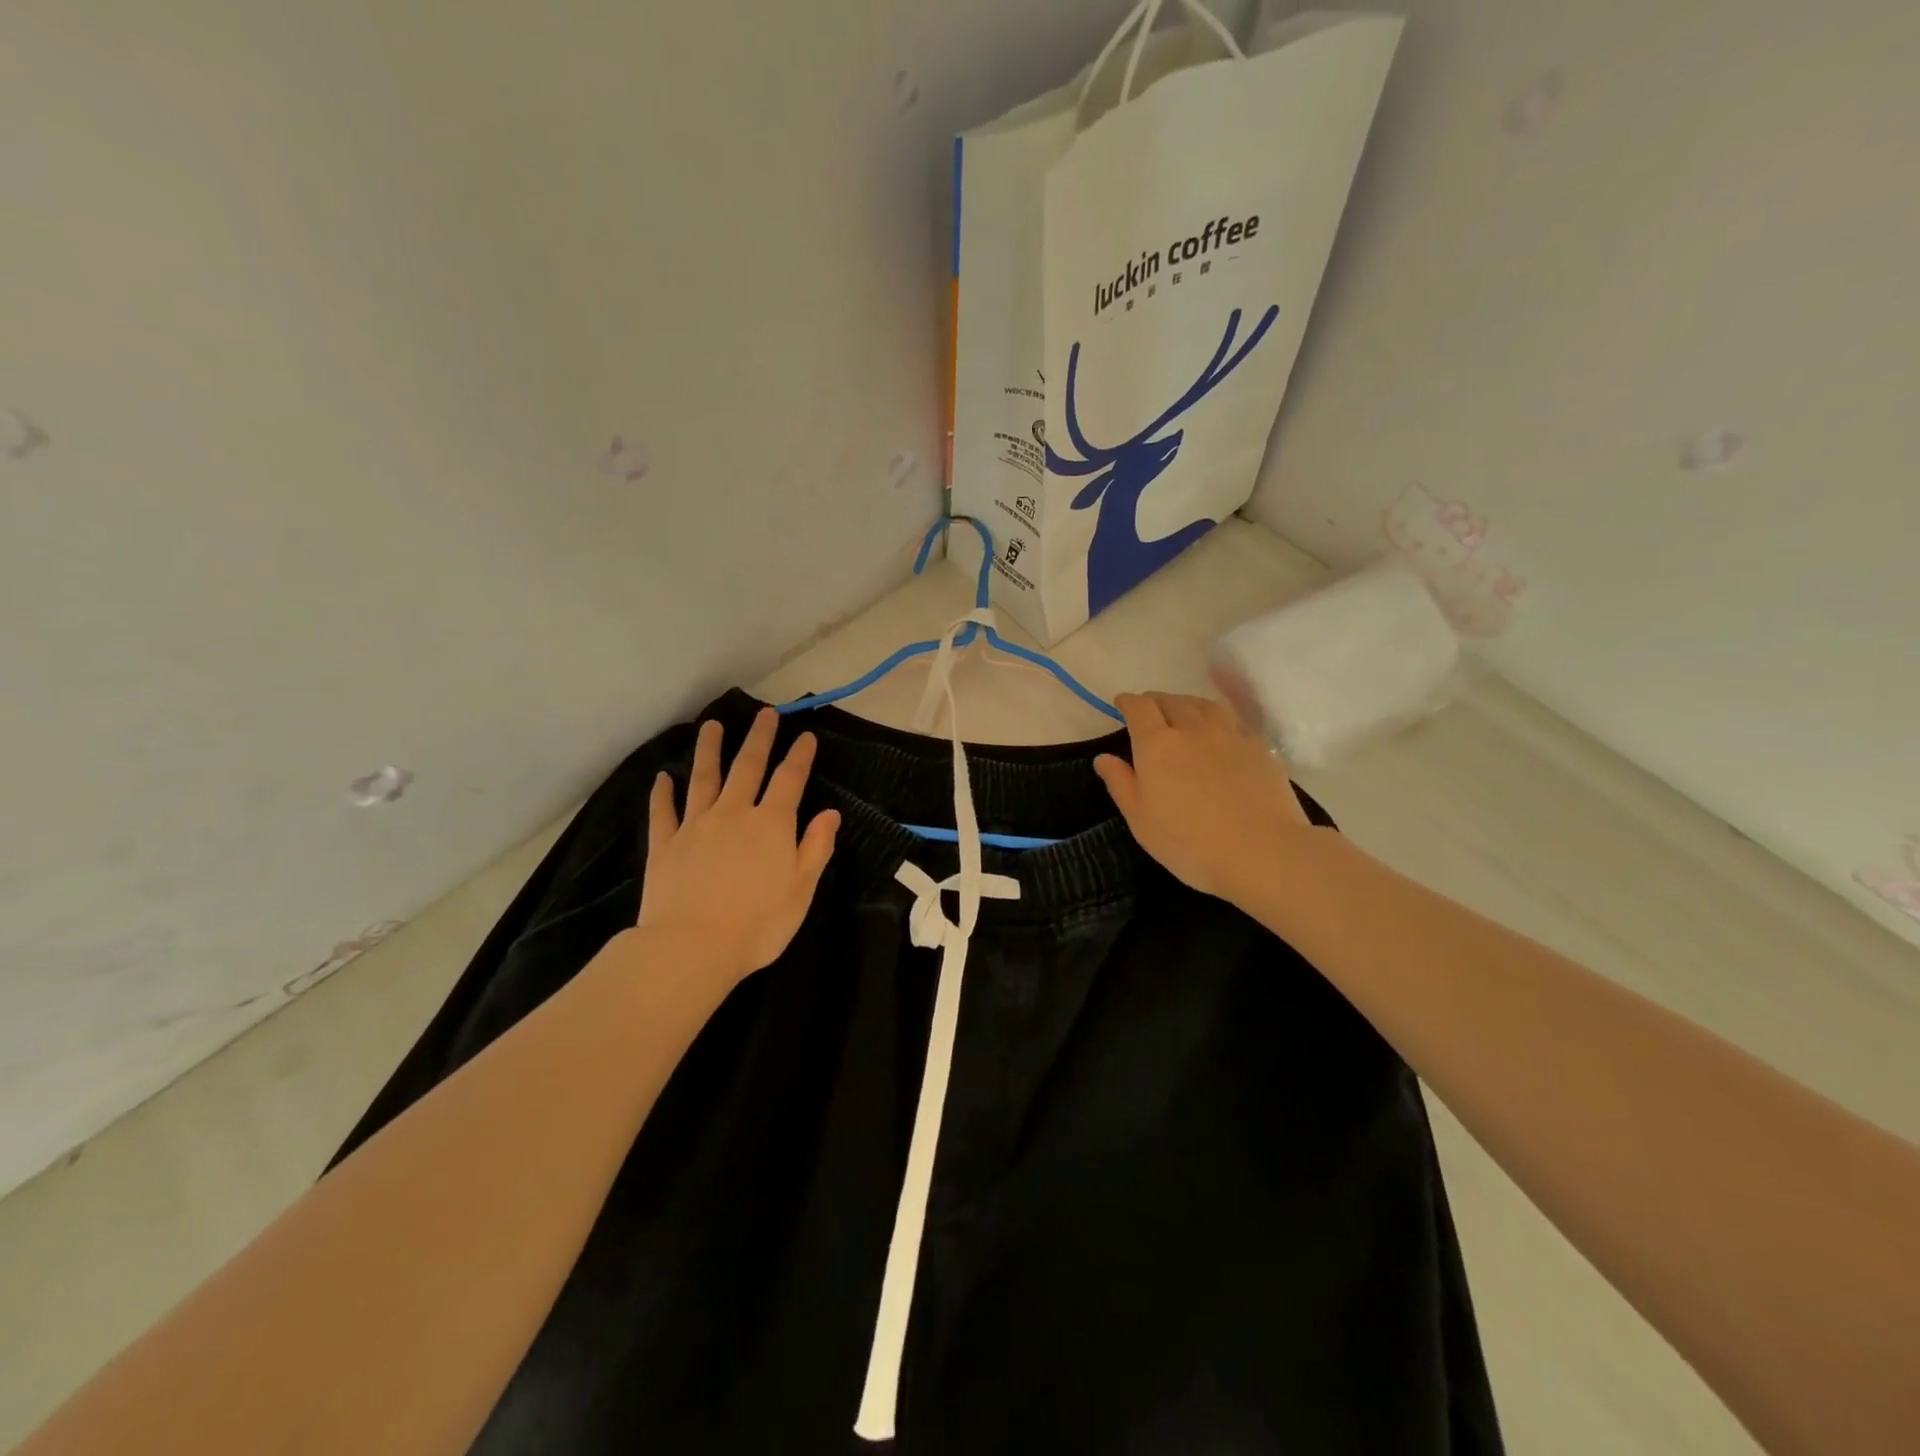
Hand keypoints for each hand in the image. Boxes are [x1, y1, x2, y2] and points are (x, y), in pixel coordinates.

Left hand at [639, 708, 839, 978]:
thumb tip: (830, 813)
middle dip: (759, 738)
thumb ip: (816, 847)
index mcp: (771, 824)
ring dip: (709, 750)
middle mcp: (733, 813)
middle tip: (765, 714)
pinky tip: (662, 777)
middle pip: (747, 766)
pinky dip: (662, 792)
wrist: (692, 947)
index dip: (799, 756)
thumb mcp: (801, 889)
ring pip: (704, 778)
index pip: (789, 780)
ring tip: (712, 726)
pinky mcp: (665, 844)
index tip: (806, 735)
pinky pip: (663, 811)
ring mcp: (695, 826)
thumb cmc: (758, 924)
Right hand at [1093, 691, 1312, 906]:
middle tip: (1150, 712)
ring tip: (1183, 714)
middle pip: (1171, 700)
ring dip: (1187, 703)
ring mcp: (1229, 734)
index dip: (1128, 703)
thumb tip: (1104, 757)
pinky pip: (1232, 719)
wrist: (1262, 851)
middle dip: (1155, 701)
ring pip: (1204, 704)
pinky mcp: (1258, 746)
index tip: (1122, 705)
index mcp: (1156, 744)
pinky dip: (1217, 717)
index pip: (1139, 708)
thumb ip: (1120, 784)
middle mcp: (1191, 728)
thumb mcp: (1141, 821)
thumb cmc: (1190, 843)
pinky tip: (1219, 731)